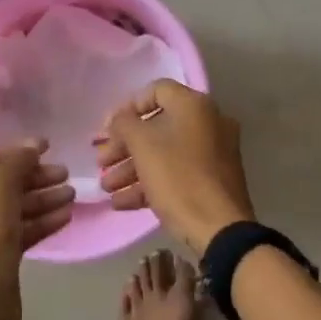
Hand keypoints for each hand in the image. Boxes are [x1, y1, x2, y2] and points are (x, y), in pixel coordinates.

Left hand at [0, 141, 73, 319]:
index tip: (48, 148)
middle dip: (35, 177)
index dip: (17, 151)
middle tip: (66, 174)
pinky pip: (19, 230)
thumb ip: (18, 161)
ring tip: (72, 195)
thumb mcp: (0, 186)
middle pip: (3, 182)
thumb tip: (33, 145)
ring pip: (14, 207)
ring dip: (43, 199)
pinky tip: (66, 216)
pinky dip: (41, 222)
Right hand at [94, 81, 254, 255]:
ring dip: (131, 168)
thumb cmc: (178, 177)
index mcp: (194, 105)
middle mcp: (208, 122)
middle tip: (101, 162)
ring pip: (164, 152)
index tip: (107, 130)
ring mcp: (213, 153)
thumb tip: (119, 119)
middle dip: (124, 145)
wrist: (219, 229)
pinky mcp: (212, 180)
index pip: (155, 91)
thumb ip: (124, 124)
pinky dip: (150, 183)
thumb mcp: (143, 145)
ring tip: (107, 188)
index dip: (126, 108)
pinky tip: (122, 202)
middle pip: (157, 125)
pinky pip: (177, 173)